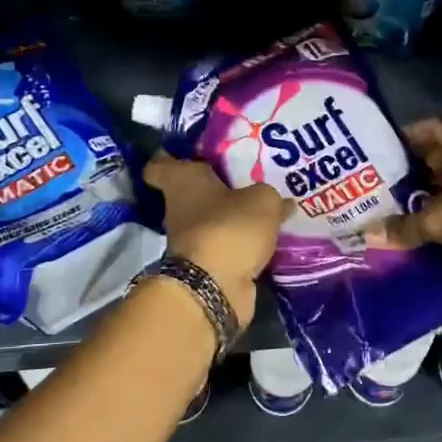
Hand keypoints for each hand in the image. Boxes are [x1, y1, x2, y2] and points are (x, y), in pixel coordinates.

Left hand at [143, 152, 287, 327]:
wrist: (215, 288)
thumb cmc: (229, 228)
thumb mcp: (262, 201)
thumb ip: (270, 196)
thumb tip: (281, 202)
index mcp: (182, 181)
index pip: (159, 165)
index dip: (170, 157)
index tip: (190, 153)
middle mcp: (179, 208)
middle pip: (192, 192)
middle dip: (216, 187)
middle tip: (248, 177)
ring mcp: (189, 240)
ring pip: (210, 220)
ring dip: (230, 217)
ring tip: (264, 208)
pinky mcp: (205, 266)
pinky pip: (224, 245)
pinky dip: (239, 243)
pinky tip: (266, 237)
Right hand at [365, 120, 441, 293]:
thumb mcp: (440, 218)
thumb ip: (403, 224)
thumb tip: (367, 234)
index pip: (424, 128)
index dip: (398, 138)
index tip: (369, 151)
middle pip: (432, 157)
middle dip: (404, 171)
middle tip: (367, 185)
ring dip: (419, 197)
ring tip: (381, 208)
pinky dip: (436, 216)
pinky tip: (409, 228)